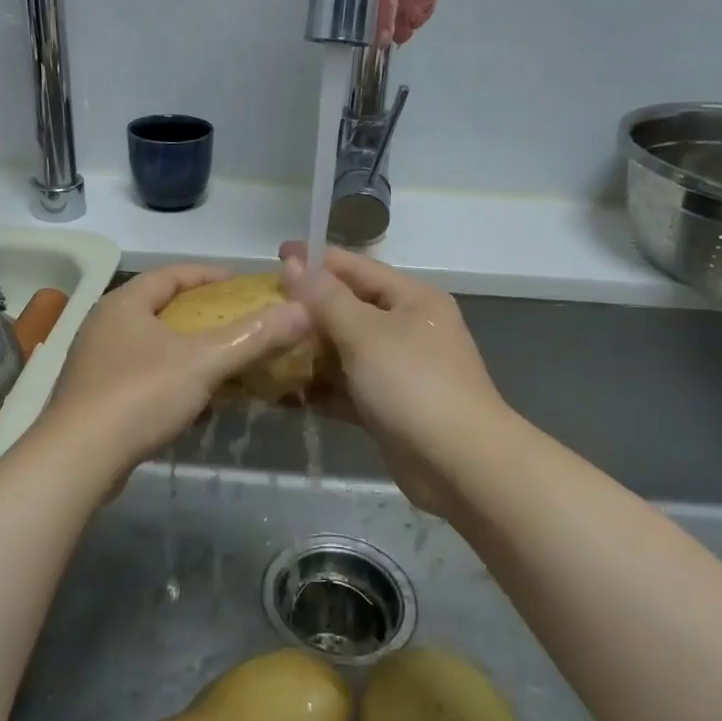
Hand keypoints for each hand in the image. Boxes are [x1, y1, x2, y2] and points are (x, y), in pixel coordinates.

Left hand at [42, 265, 312, 487]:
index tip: (239, 281)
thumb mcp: (204, 362)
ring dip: (184, 347)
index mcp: (124, 304)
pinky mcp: (93, 397)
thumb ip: (252, 336)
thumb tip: (302, 310)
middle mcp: (104, 325)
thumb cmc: (140, 395)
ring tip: (219, 357)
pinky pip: (140, 374)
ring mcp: (94, 362)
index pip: (170, 274)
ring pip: (149, 343)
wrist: (77, 460)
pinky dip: (169, 377)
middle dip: (199, 312)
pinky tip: (191, 398)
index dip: (207, 274)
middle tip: (234, 319)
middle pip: (158, 307)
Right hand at [279, 246, 509, 519]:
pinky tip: (282, 391)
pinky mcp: (387, 406)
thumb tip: (294, 264)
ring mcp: (398, 370)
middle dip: (306, 309)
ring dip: (308, 351)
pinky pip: (346, 387)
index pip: (356, 268)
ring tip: (263, 347)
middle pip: (348, 309)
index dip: (316, 260)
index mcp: (411, 299)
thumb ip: (326, 298)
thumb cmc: (413, 384)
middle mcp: (407, 328)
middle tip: (260, 307)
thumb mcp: (365, 333)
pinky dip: (320, 388)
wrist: (460, 465)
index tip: (274, 255)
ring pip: (344, 351)